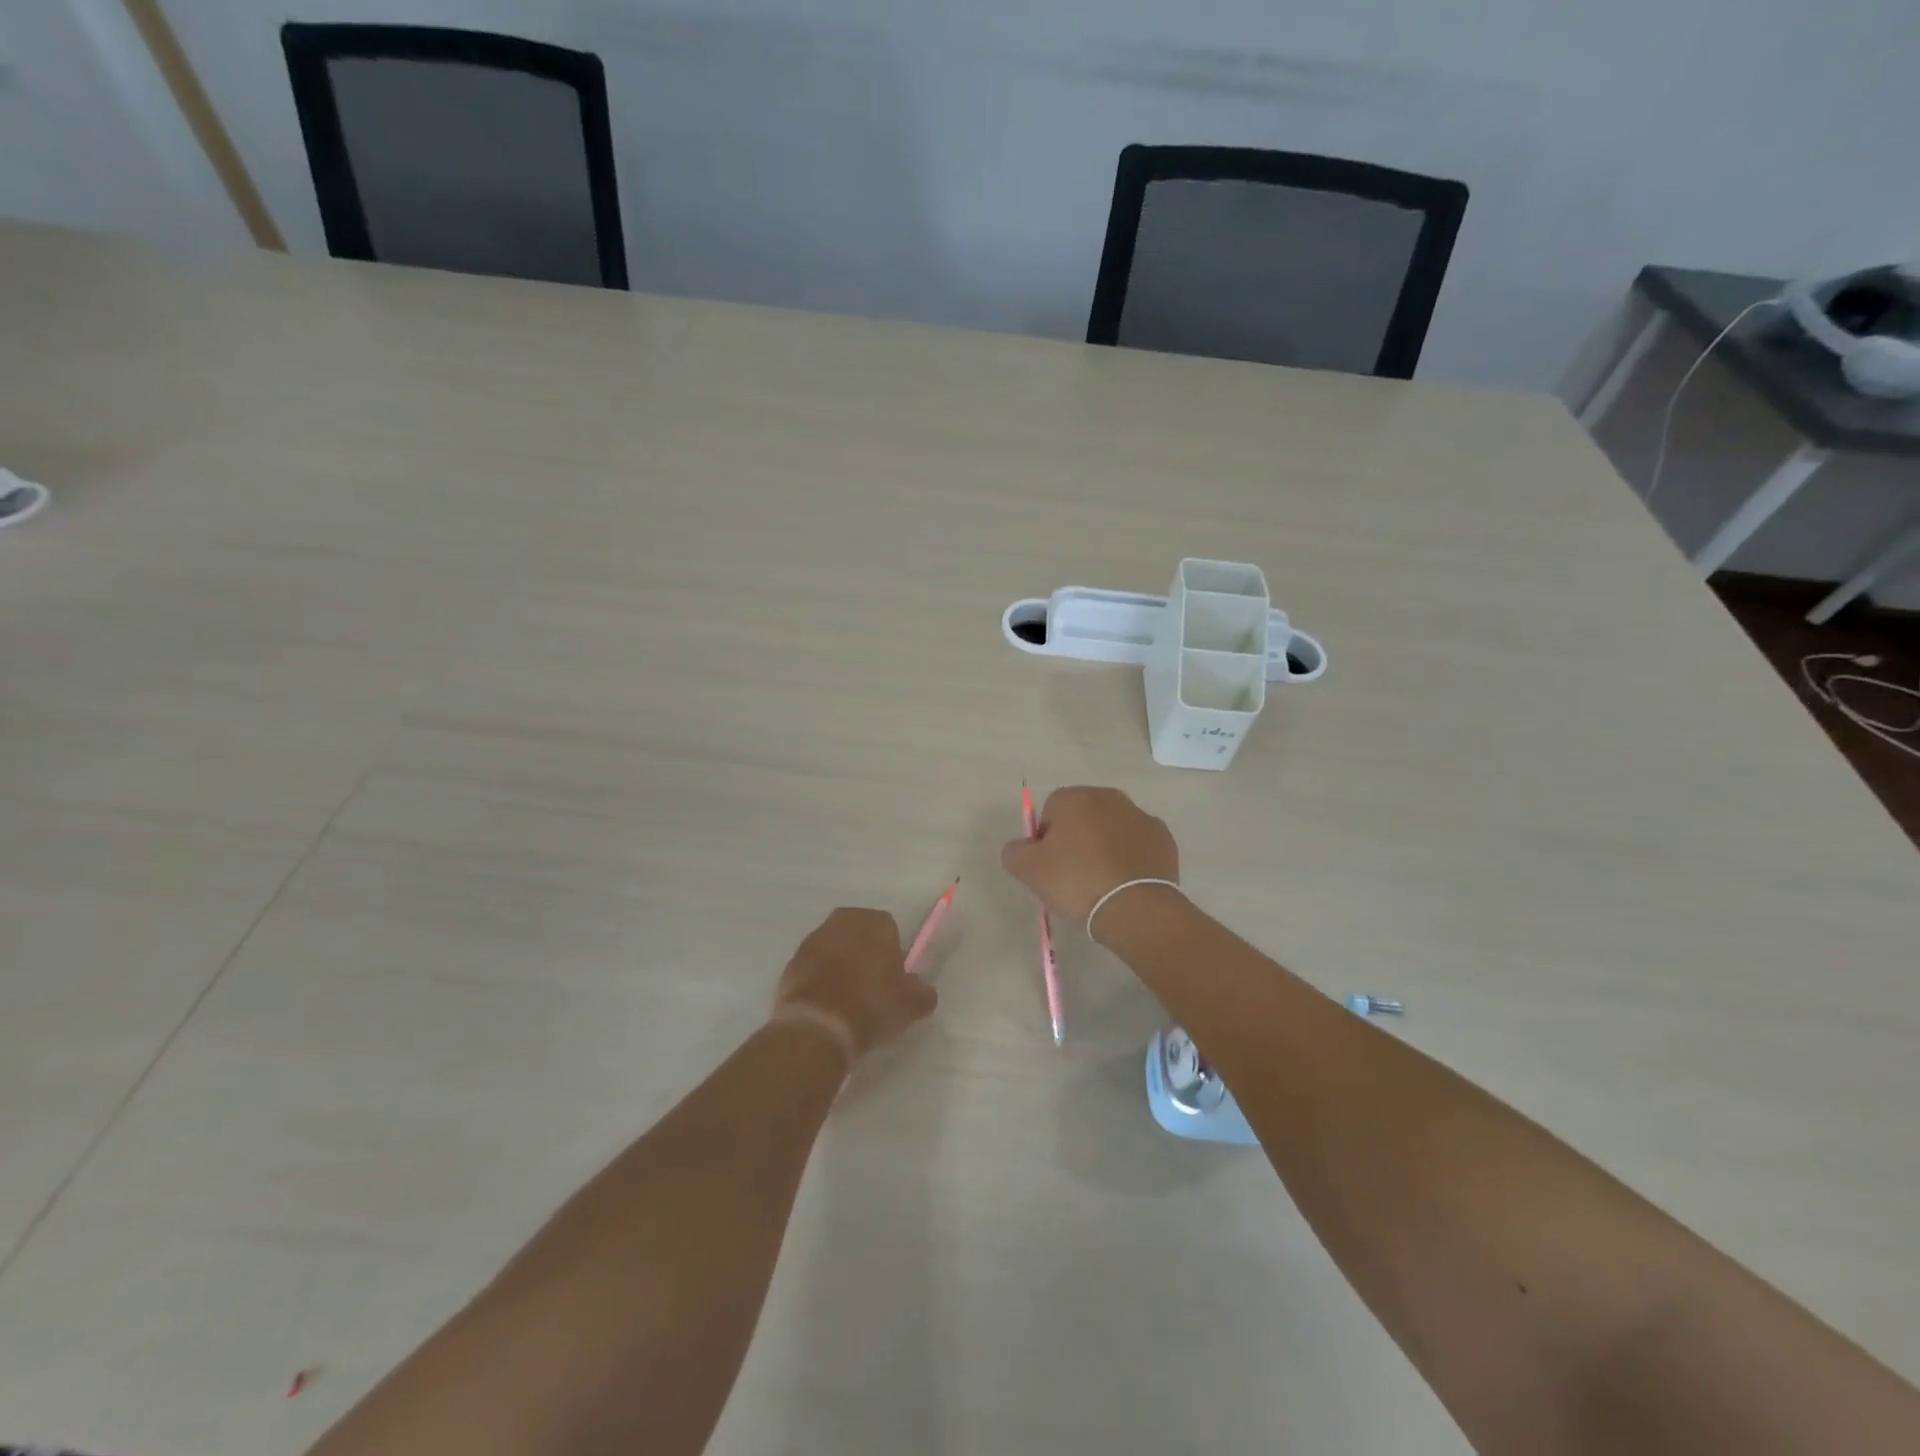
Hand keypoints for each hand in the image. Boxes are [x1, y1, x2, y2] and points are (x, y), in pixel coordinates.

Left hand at [772, 907, 936, 1060]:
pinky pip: (813, 968)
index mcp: (874, 921)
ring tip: (848, 1002)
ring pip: (835, 950)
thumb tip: (921, 990)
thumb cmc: (871, 1006)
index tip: (893, 981)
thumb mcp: (912, 1005)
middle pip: (860, 935)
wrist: (817, 1028)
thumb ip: (923, 992)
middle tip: (872, 990)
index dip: (893, 955)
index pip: (890, 930)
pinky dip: (820, 981)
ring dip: (841, 967)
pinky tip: (827, 1007)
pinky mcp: (791, 963)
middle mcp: (841, 921)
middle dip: (866, 955)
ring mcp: (812, 940)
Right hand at [1000, 786, 1179, 923]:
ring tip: (1101, 882)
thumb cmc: (1077, 881)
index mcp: (1075, 798)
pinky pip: (1137, 844)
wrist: (1135, 907)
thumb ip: (1014, 850)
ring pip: (1112, 829)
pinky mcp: (1163, 838)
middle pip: (1083, 816)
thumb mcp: (1027, 870)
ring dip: (1104, 846)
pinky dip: (1130, 858)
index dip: (1046, 839)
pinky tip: (1125, 882)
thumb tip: (1024, 846)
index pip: (1050, 811)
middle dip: (1077, 839)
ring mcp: (1141, 816)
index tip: (1050, 867)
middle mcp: (1109, 797)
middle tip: (1073, 875)